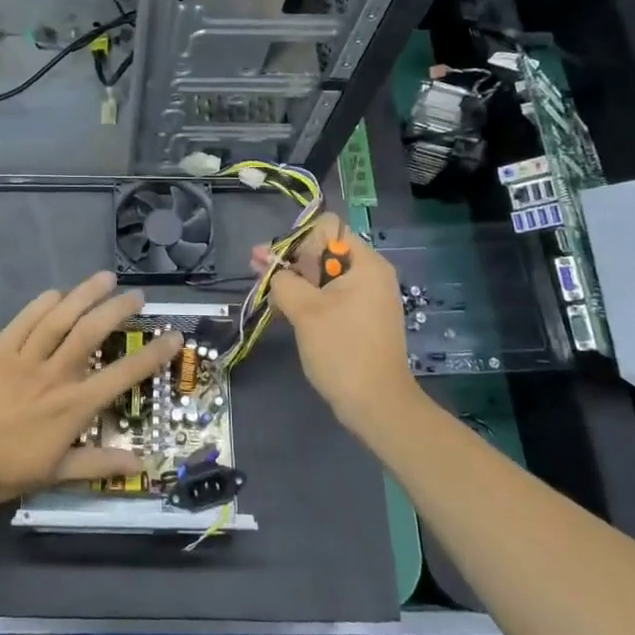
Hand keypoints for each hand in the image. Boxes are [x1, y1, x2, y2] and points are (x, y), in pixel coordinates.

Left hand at [0, 272, 180, 507]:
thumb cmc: (1, 469)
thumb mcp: (54, 474)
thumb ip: (98, 465)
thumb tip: (140, 464)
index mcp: (73, 405)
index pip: (123, 375)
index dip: (152, 355)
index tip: (174, 336)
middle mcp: (55, 373)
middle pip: (93, 331)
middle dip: (119, 309)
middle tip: (137, 295)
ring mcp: (25, 355)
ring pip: (61, 316)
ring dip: (85, 294)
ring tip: (105, 278)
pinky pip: (25, 319)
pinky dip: (42, 303)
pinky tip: (57, 292)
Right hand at [251, 213, 419, 436]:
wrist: (377, 405)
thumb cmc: (342, 350)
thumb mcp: (305, 310)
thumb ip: (284, 280)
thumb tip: (272, 268)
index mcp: (365, 264)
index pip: (328, 229)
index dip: (299, 239)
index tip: (278, 262)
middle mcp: (370, 274)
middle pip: (324, 251)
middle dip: (290, 259)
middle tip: (257, 269)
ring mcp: (367, 298)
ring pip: (324, 276)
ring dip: (295, 280)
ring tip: (265, 290)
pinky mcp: (360, 319)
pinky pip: (330, 297)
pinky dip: (308, 298)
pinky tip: (283, 308)